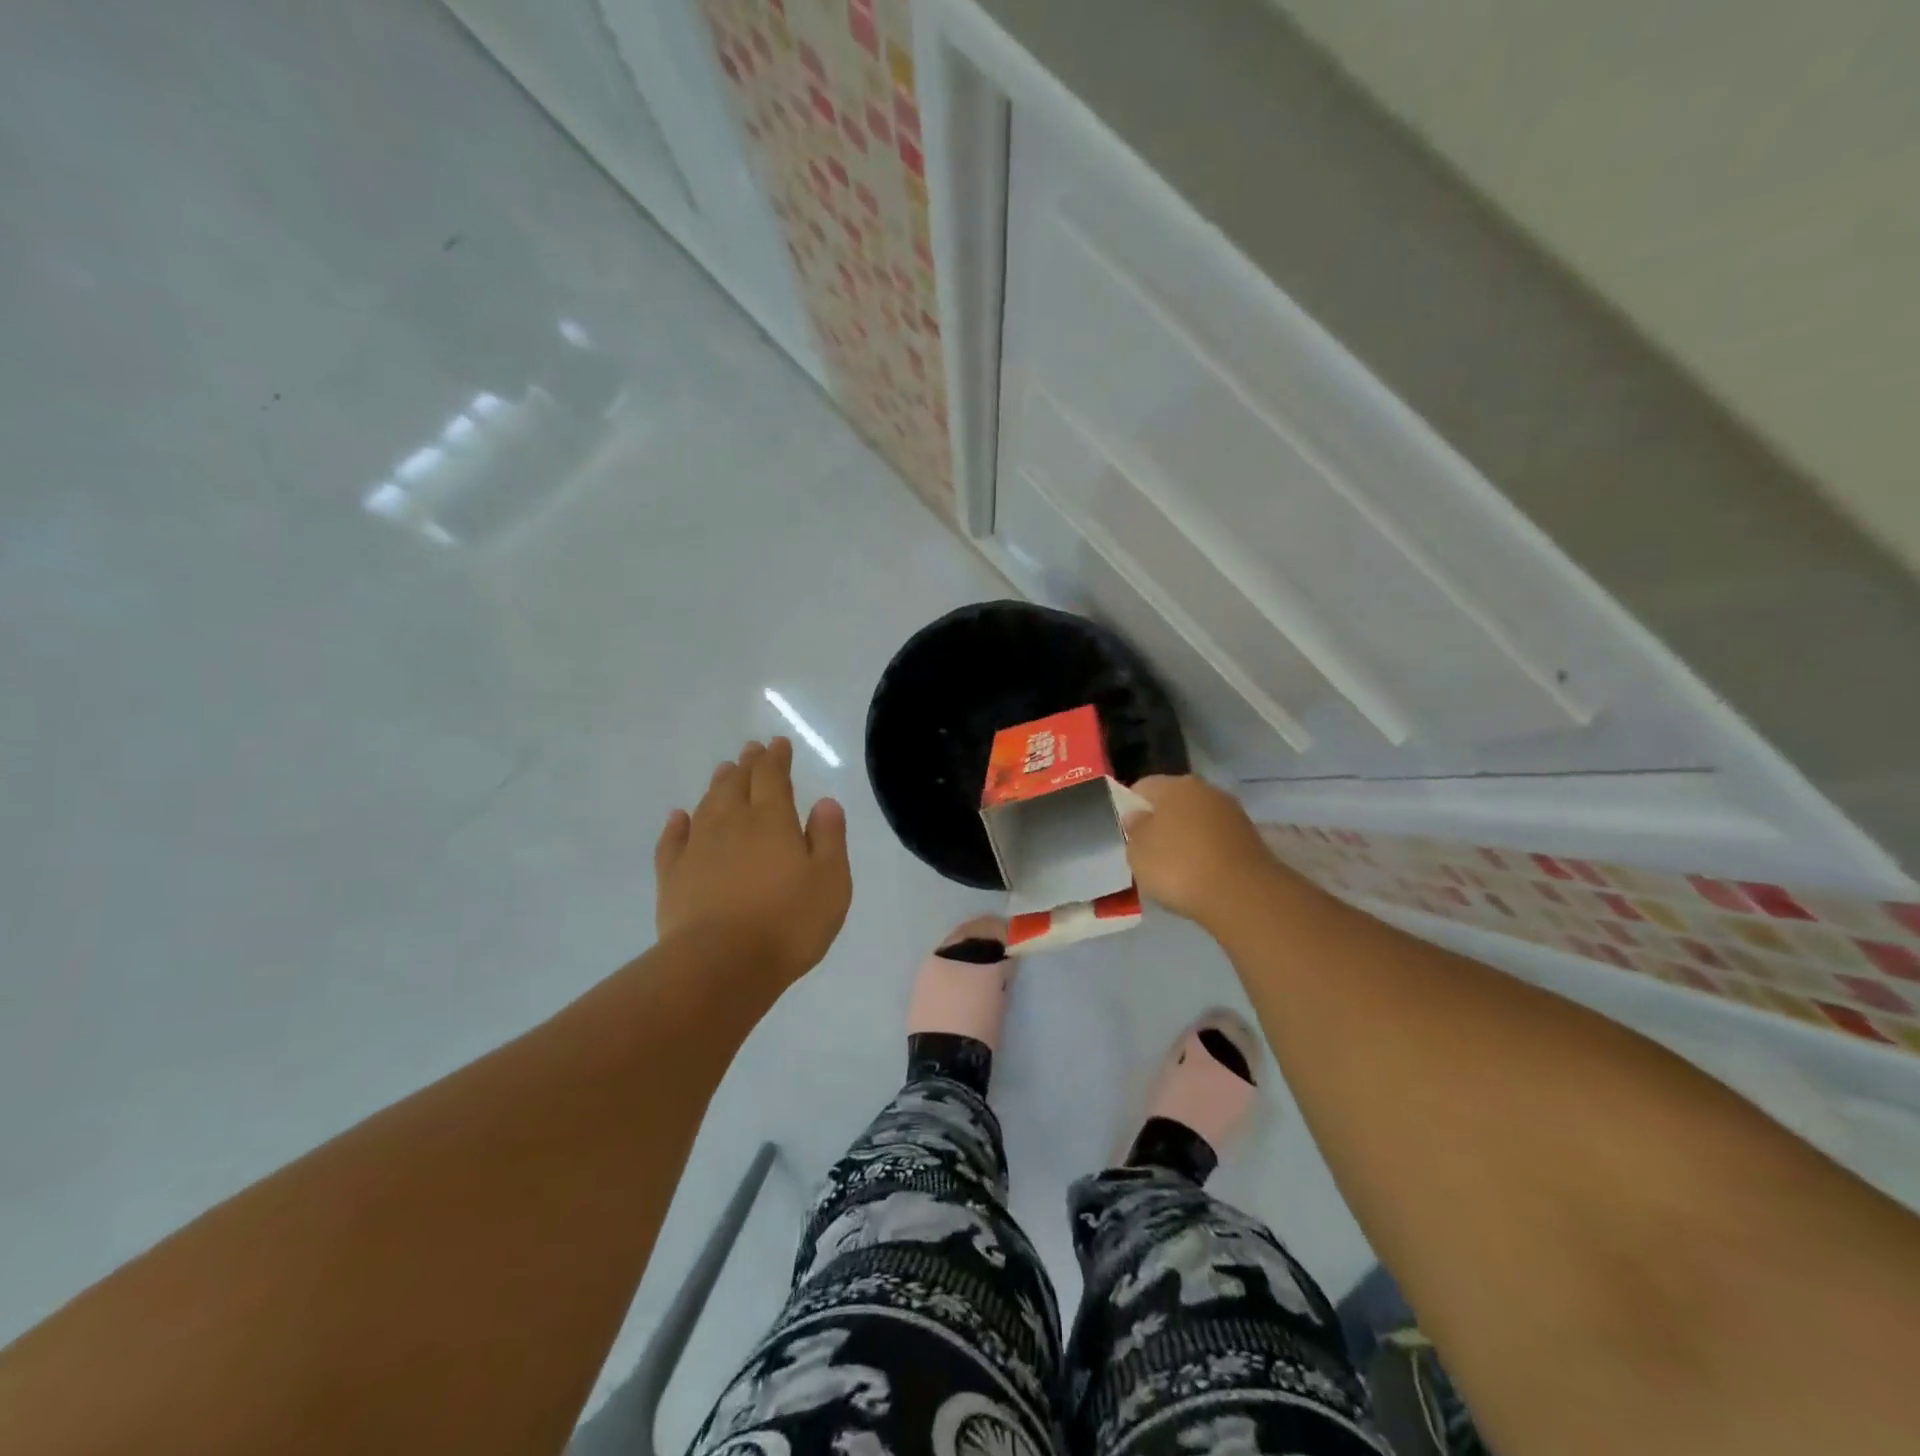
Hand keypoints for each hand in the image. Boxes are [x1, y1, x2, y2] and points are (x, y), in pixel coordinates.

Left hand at [655, 737, 851, 989]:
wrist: (720, 964)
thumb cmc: (788, 923)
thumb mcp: (830, 881)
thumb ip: (829, 838)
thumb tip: (825, 802)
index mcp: (772, 820)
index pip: (773, 776)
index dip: (777, 758)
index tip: (779, 743)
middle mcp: (732, 823)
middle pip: (738, 784)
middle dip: (748, 765)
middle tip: (751, 750)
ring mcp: (698, 848)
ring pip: (707, 805)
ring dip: (717, 785)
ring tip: (724, 772)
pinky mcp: (672, 876)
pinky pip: (673, 840)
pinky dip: (677, 824)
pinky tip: (679, 817)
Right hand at [1123, 774, 1278, 924]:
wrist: (1242, 895)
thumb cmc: (1179, 867)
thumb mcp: (1138, 853)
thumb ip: (1134, 830)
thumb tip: (1138, 816)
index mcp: (1174, 785)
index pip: (1143, 787)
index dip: (1132, 807)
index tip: (1129, 834)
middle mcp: (1205, 790)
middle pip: (1174, 801)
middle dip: (1162, 822)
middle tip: (1151, 852)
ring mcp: (1232, 812)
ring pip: (1198, 820)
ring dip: (1187, 837)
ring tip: (1178, 868)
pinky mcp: (1251, 837)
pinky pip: (1217, 839)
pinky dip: (1208, 852)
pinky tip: (1202, 874)